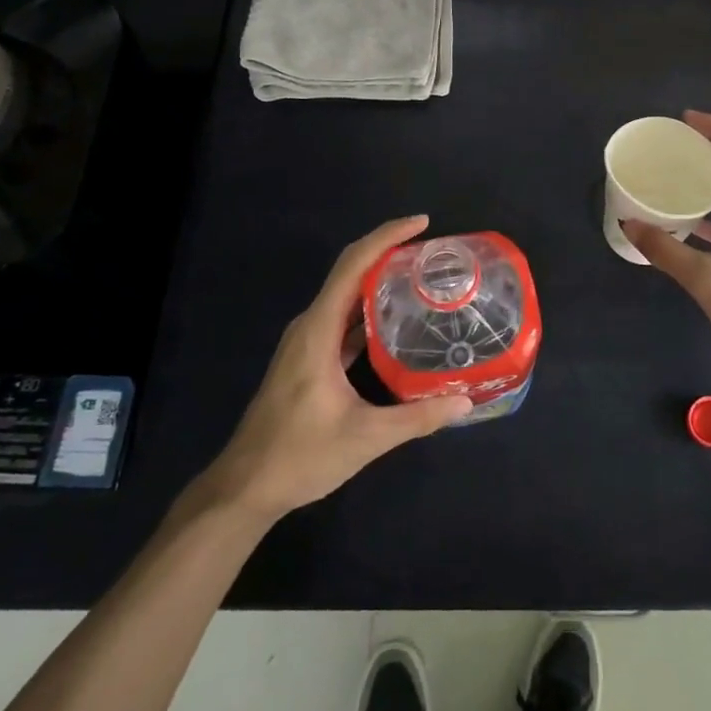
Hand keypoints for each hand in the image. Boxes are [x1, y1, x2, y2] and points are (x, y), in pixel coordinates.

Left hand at [189, 216, 472, 524]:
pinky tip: (397, 323)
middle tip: (433, 252)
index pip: (353, 265)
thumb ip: (417, 418)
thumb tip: (464, 402)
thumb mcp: (365, 437)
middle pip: (350, 272)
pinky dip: (369, 310)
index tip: (422, 223)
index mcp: (318, 330)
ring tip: (422, 278)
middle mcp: (310, 326)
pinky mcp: (308, 358)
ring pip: (346, 296)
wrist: (246, 486)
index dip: (386, 237)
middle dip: (389, 252)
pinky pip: (342, 319)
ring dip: (379, 280)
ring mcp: (306, 342)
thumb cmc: (299, 455)